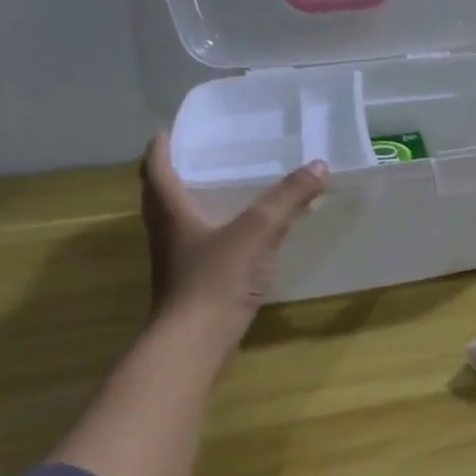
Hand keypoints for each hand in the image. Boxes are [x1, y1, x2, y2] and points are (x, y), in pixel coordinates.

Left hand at [139, 134, 327, 353]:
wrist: (194, 343)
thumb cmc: (215, 280)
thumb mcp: (256, 233)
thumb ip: (287, 199)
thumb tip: (319, 164)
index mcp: (171, 213)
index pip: (156, 171)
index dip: (159, 150)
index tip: (167, 132)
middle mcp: (167, 234)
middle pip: (162, 197)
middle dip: (175, 175)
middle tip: (199, 158)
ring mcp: (177, 262)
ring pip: (179, 223)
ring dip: (192, 205)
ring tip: (222, 192)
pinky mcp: (193, 285)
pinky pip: (199, 247)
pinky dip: (213, 233)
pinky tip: (239, 238)